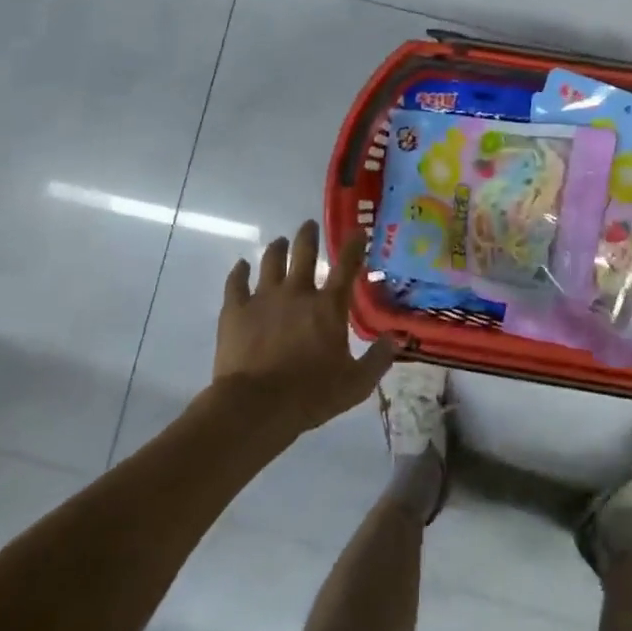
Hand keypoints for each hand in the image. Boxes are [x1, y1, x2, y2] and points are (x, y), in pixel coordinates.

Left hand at [213, 220, 395, 434]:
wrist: (256, 406)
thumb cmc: (311, 395)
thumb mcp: (356, 384)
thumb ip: (378, 360)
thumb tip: (396, 340)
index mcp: (328, 307)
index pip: (346, 268)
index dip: (354, 247)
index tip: (357, 231)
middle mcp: (297, 293)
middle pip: (304, 254)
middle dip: (308, 236)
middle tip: (309, 225)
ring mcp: (263, 298)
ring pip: (271, 262)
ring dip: (277, 248)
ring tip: (279, 241)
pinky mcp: (235, 310)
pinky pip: (236, 282)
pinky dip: (239, 271)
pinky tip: (241, 265)